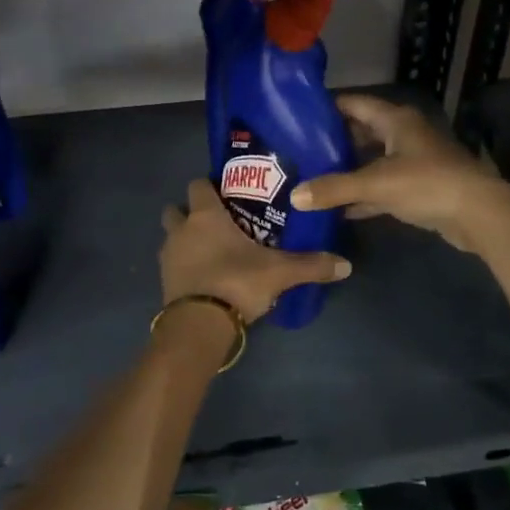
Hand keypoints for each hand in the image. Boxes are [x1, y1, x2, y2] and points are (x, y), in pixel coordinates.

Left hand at [160, 181, 349, 323]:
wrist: (199, 324)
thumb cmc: (236, 282)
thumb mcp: (280, 273)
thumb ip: (312, 265)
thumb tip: (346, 264)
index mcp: (205, 216)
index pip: (198, 185)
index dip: (209, 186)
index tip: (226, 192)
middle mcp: (181, 230)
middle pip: (175, 209)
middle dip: (189, 212)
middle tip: (216, 221)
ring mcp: (168, 256)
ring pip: (171, 237)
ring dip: (184, 239)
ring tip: (210, 250)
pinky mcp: (163, 281)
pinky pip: (172, 263)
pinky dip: (183, 265)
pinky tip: (204, 275)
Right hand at [290, 95, 509, 253]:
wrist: (478, 214)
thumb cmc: (427, 184)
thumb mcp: (375, 184)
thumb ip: (334, 189)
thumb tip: (294, 196)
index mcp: (395, 120)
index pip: (355, 104)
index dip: (328, 107)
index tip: (298, 115)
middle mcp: (405, 134)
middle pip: (362, 132)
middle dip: (334, 141)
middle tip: (300, 150)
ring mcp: (414, 161)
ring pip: (372, 160)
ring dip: (348, 169)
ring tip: (313, 177)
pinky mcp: (420, 187)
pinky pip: (383, 186)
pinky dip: (364, 194)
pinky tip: (340, 208)